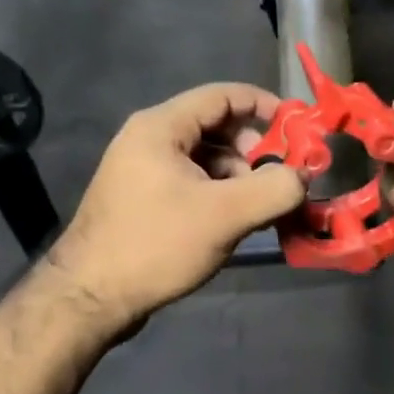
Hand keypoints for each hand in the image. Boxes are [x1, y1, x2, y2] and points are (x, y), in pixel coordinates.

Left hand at [43, 84, 304, 333]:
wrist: (91, 297)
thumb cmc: (157, 244)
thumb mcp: (226, 215)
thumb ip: (275, 189)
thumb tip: (303, 176)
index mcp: (161, 127)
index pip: (223, 96)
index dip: (264, 106)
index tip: (298, 129)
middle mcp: (149, 140)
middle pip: (216, 127)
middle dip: (254, 151)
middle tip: (277, 181)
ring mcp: (143, 171)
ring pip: (206, 159)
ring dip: (239, 177)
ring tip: (257, 211)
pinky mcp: (143, 200)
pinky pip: (192, 183)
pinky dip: (219, 195)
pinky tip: (233, 224)